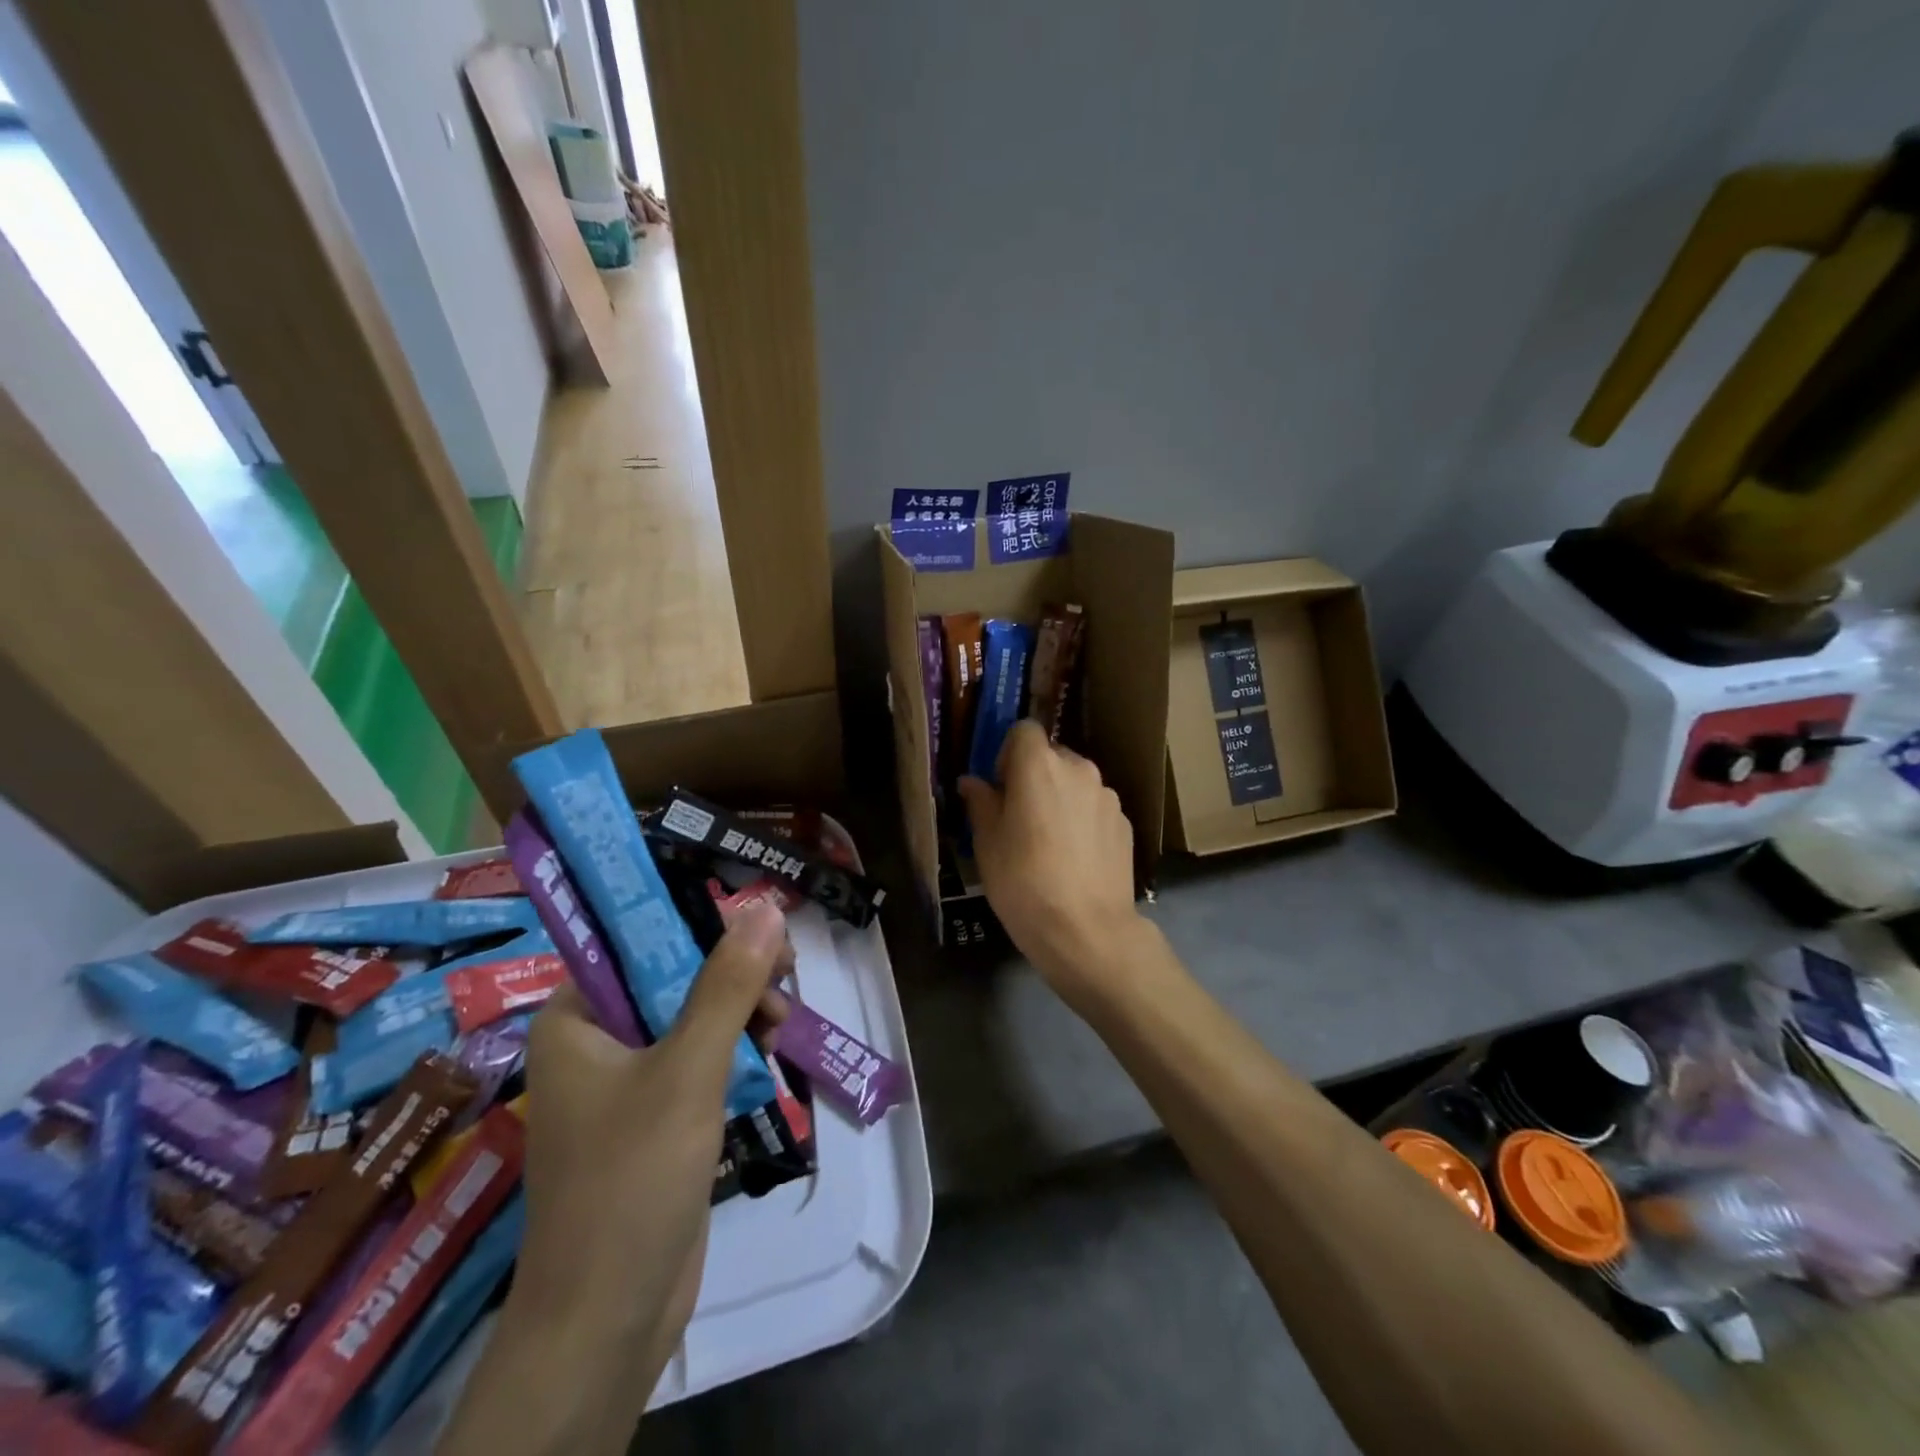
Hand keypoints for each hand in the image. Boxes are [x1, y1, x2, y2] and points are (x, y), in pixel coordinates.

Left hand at [512, 904, 790, 1394]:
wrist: (608, 1320)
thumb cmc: (632, 1178)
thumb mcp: (688, 1069)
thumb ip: (727, 985)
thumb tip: (763, 906)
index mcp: (575, 1019)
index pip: (636, 941)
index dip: (700, 925)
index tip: (759, 930)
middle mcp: (594, 1042)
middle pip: (672, 977)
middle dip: (731, 976)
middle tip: (783, 979)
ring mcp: (624, 1084)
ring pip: (692, 1019)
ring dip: (739, 1014)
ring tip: (780, 1026)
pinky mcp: (653, 1119)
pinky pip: (697, 1061)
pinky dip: (733, 1052)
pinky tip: (767, 1056)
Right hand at [958, 720, 1146, 1008]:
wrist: (1087, 931)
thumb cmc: (1023, 882)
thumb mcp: (987, 843)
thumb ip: (980, 803)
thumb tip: (972, 782)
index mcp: (1040, 765)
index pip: (1023, 730)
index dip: (1007, 752)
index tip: (1000, 786)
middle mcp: (1079, 769)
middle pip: (1052, 755)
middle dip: (1034, 776)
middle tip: (1020, 817)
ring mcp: (1108, 796)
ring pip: (1076, 783)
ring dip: (1061, 798)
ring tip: (1049, 843)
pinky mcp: (1126, 824)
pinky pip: (1095, 809)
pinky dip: (1083, 820)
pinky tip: (1075, 859)